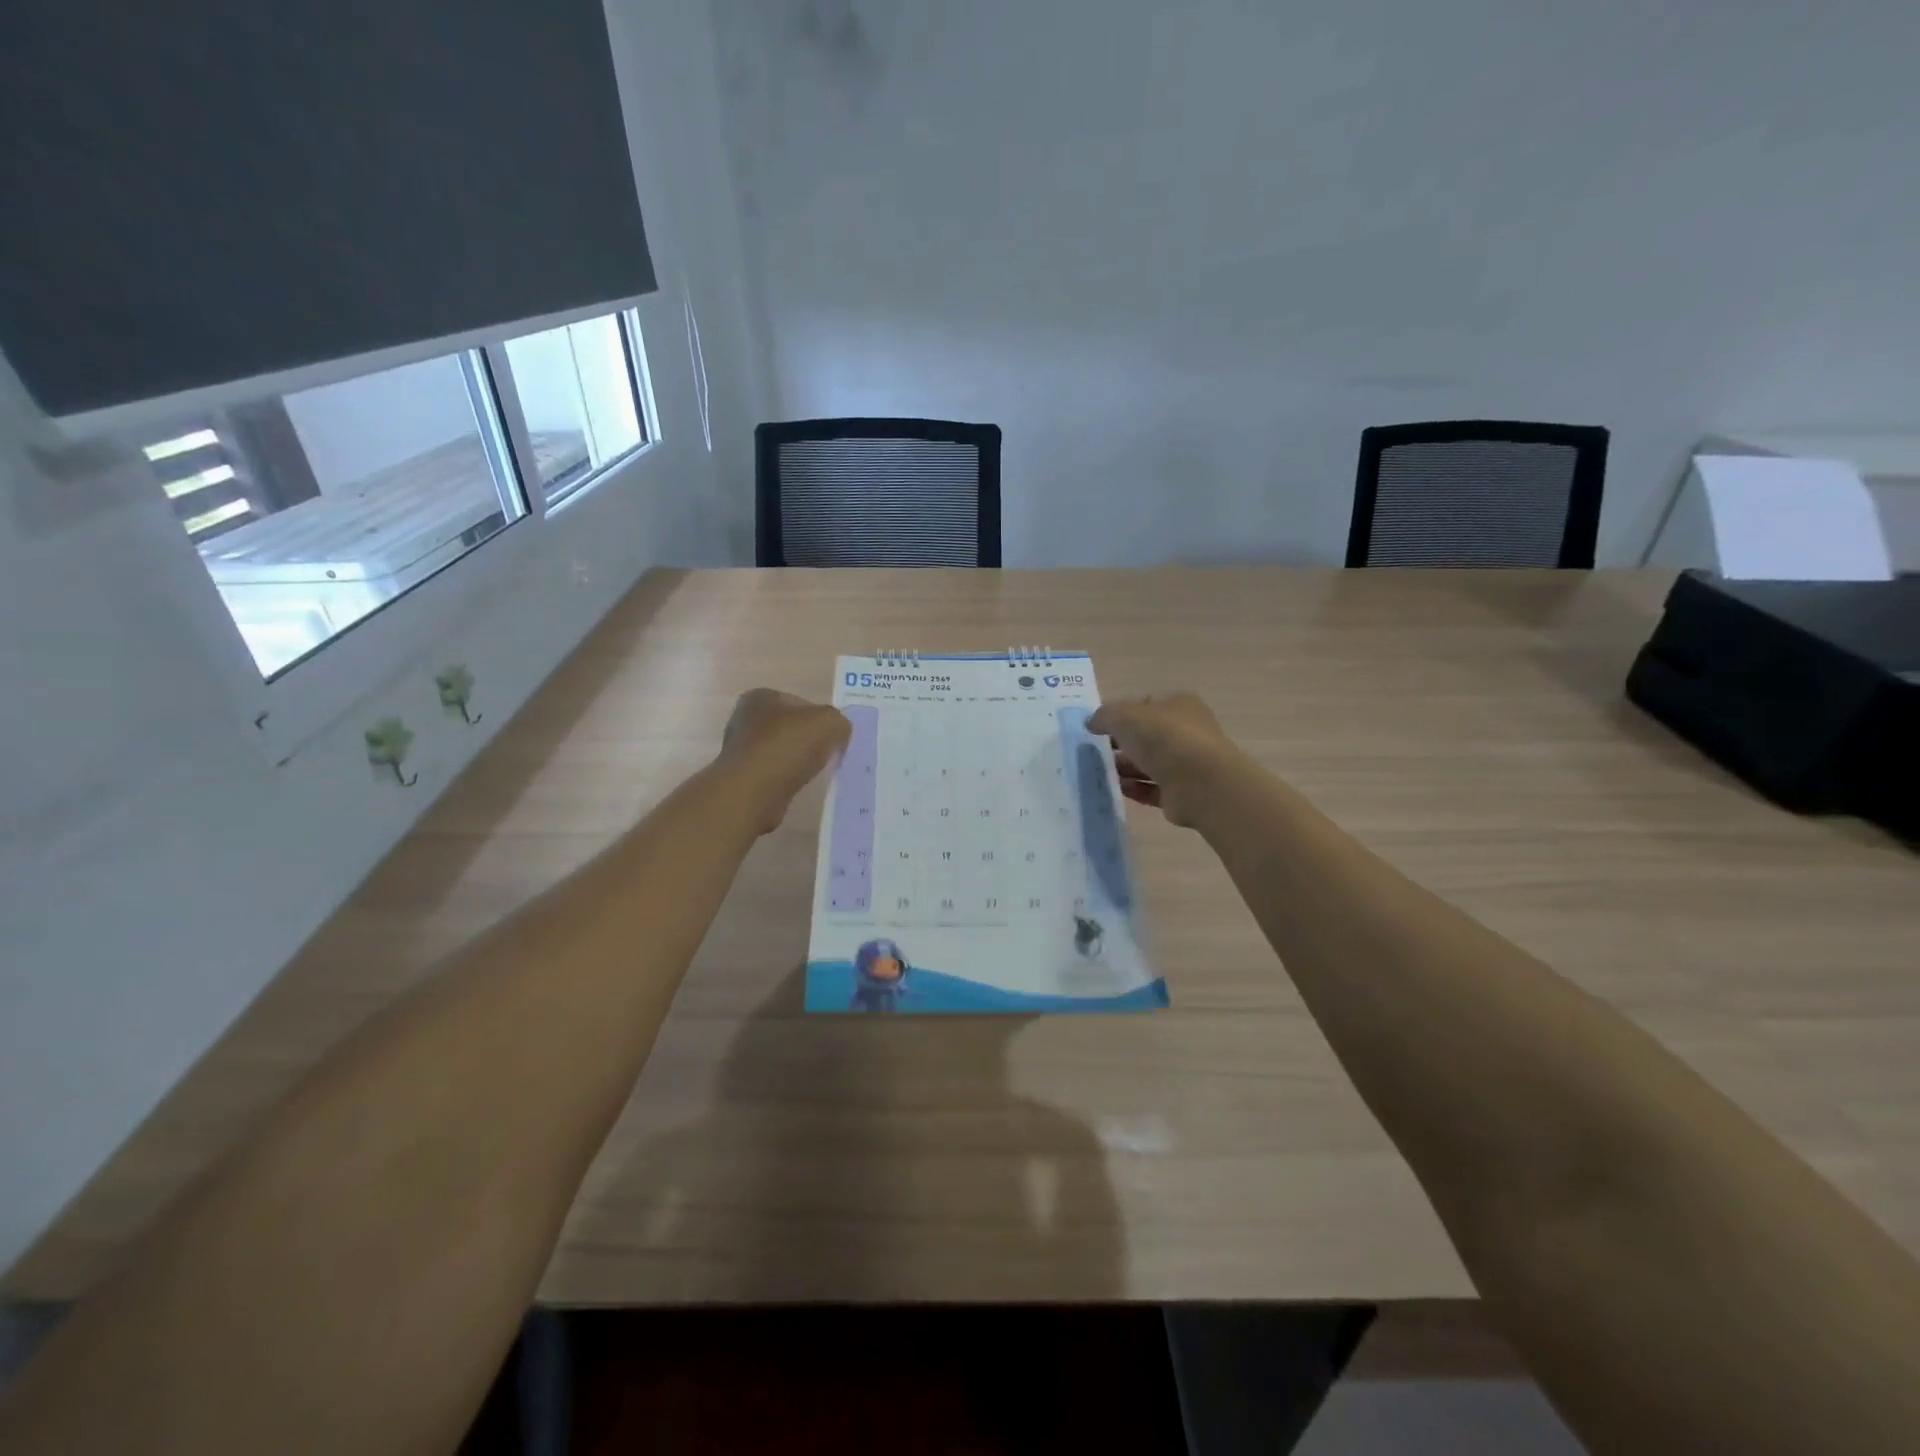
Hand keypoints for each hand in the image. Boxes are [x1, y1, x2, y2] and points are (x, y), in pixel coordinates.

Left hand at [718, 689, 851, 833]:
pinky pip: (775, 774)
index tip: (834, 736)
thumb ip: (839, 722)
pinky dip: (787, 780)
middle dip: (809, 740)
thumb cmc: (787, 747)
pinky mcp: (742, 778)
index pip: (800, 702)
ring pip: (782, 752)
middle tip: (830, 754)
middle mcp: (745, 719)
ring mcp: (741, 750)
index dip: (820, 718)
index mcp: (761, 697)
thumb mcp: (829, 723)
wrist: (753, 792)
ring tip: (815, 773)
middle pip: (790, 728)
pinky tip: (798, 786)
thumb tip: (839, 733)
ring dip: (798, 762)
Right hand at [1086, 692, 1242, 827]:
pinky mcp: (1182, 793)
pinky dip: (1134, 788)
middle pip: (1146, 736)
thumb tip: (1092, 723)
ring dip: (1125, 767)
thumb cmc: (1163, 738)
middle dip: (1120, 743)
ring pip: (1149, 763)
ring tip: (1099, 772)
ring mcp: (1186, 763)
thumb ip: (1104, 716)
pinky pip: (1152, 788)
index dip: (1120, 713)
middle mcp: (1186, 731)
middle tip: (1093, 751)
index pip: (1145, 705)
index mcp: (1178, 705)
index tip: (1097, 726)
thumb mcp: (1124, 716)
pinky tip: (1116, 788)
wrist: (1199, 783)